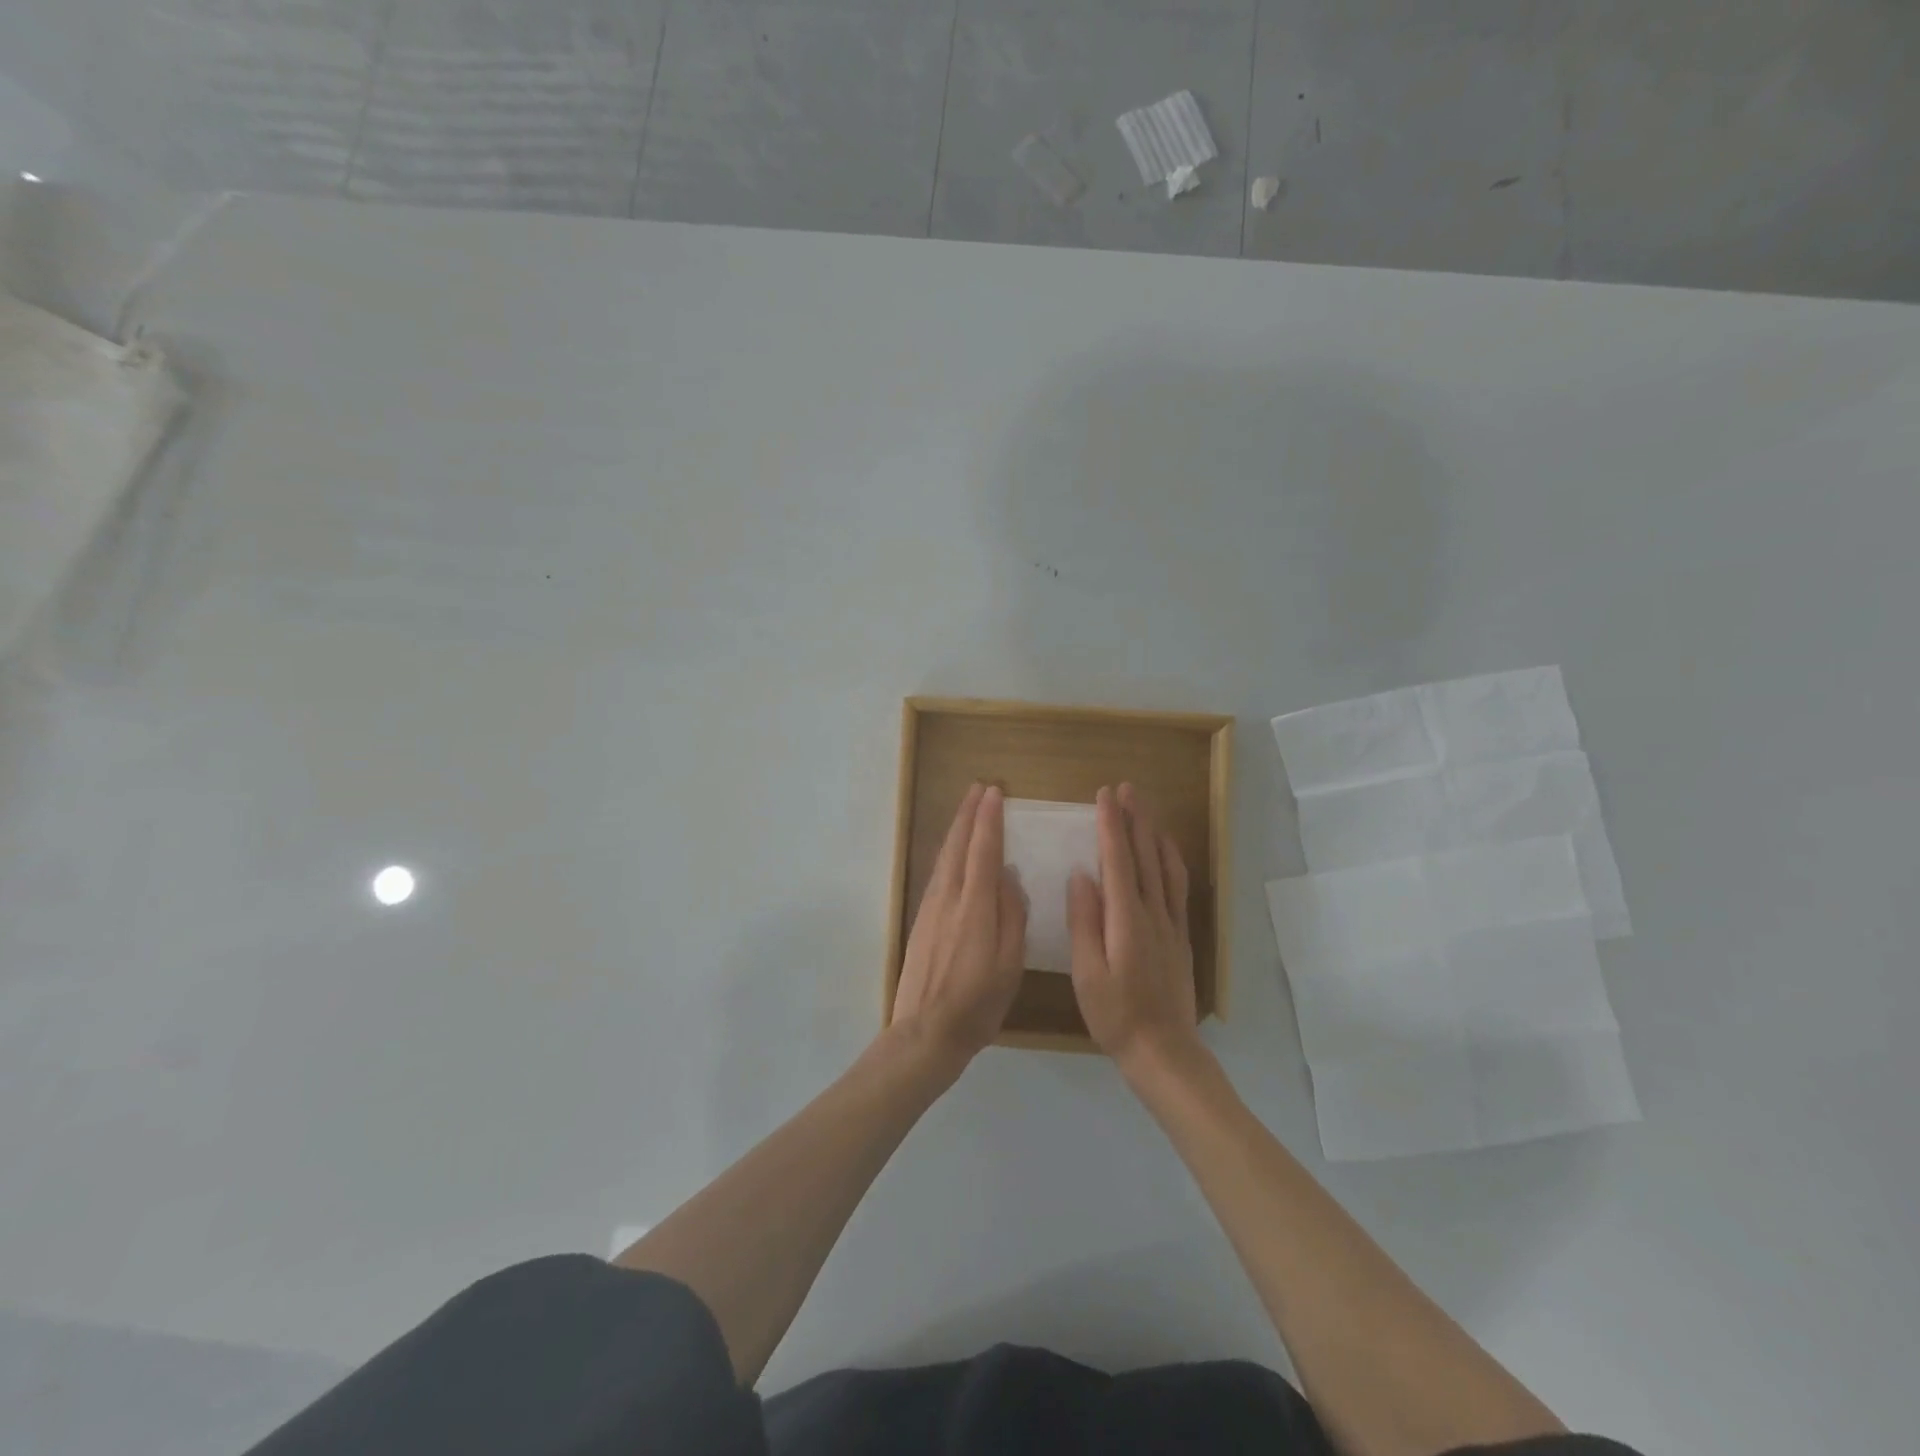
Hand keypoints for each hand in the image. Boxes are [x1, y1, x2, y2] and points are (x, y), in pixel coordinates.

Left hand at [889, 783, 1028, 1067]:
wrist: (926, 1032)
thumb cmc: (977, 1003)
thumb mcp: (1009, 964)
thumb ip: (1011, 916)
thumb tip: (1008, 876)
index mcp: (974, 907)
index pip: (983, 851)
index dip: (989, 820)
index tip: (995, 793)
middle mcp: (948, 899)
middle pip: (957, 846)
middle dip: (968, 815)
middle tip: (979, 789)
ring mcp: (930, 909)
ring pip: (944, 858)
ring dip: (956, 830)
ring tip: (966, 811)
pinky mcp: (921, 922)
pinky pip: (937, 875)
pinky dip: (948, 854)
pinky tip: (952, 854)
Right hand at [1068, 783, 1198, 1071]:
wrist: (1164, 1051)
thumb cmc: (1116, 1015)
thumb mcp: (1088, 974)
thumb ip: (1084, 923)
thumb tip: (1080, 876)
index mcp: (1126, 920)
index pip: (1118, 861)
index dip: (1111, 826)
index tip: (1104, 796)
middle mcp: (1153, 913)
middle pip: (1145, 856)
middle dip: (1134, 819)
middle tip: (1125, 788)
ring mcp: (1171, 924)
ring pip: (1165, 867)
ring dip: (1153, 833)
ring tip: (1144, 808)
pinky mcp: (1181, 936)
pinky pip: (1178, 887)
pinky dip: (1172, 860)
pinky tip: (1166, 851)